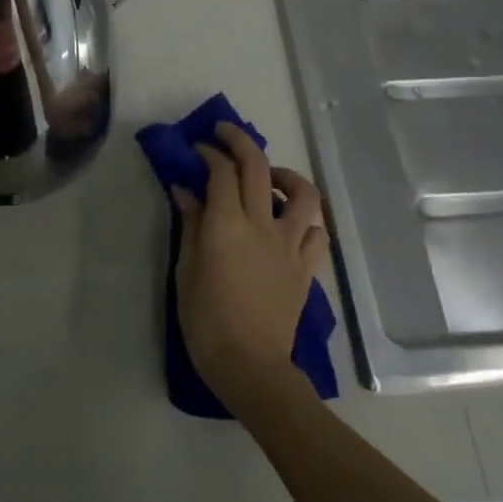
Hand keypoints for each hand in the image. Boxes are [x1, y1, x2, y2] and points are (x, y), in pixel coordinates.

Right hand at [172, 123, 327, 415]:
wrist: (250, 366)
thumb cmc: (206, 320)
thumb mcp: (186, 270)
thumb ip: (190, 225)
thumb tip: (185, 190)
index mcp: (227, 224)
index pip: (221, 172)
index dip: (208, 153)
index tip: (196, 149)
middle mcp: (262, 225)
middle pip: (258, 168)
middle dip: (240, 142)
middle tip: (224, 135)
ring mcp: (290, 245)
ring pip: (303, 194)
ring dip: (286, 174)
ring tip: (270, 176)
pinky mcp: (306, 267)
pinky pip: (317, 233)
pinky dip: (306, 219)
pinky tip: (292, 222)